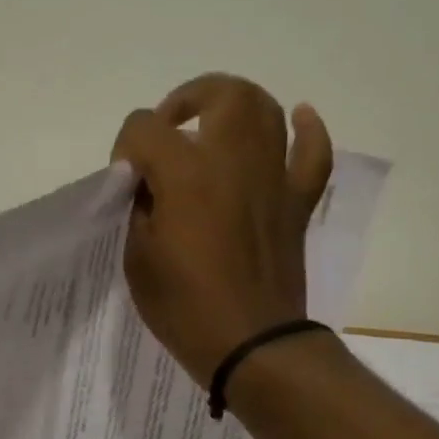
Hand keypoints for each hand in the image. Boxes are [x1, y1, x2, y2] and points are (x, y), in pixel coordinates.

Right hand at [111, 74, 333, 385]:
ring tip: (212, 125)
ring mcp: (273, 178)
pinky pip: (313, 152)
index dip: (126, 147)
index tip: (125, 180)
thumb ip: (140, 207)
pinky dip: (307, 130)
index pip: (145, 128)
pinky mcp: (296, 201)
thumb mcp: (137, 257)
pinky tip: (298, 120)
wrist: (251, 344)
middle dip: (186, 99)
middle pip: (220, 93)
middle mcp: (234, 161)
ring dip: (234, 105)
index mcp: (186, 175)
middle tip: (168, 130)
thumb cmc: (184, 306)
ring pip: (266, 109)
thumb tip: (150, 185)